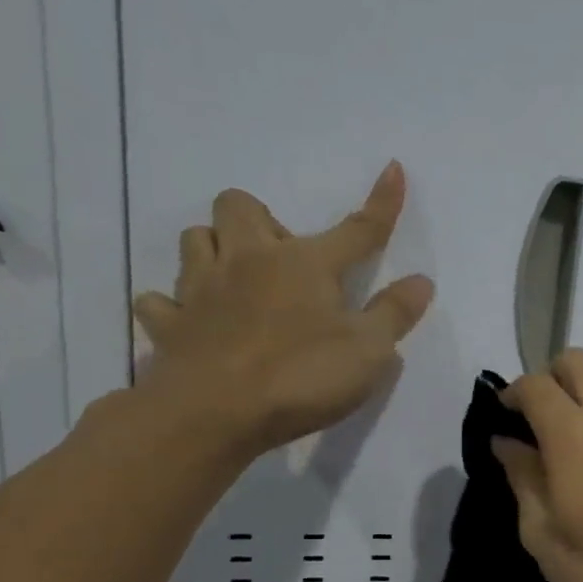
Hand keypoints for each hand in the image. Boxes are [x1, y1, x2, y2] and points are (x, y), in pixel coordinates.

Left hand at [132, 163, 433, 461]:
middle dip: (261, 220)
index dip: (381, 202)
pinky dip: (177, 307)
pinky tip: (196, 322)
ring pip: (195, 240)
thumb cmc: (302, 376)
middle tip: (285, 261)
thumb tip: (421, 281)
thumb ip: (394, 313)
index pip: (356, 229)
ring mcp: (200, 290)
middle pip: (240, 206)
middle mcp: (248, 261)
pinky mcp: (169, 325)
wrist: (213, 413)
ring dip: (216, 249)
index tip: (392, 168)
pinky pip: (162, 301)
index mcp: (305, 264)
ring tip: (239, 282)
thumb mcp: (369, 350)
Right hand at [493, 350, 582, 581]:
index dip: (512, 393)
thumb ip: (522, 477)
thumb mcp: (541, 533)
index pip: (536, 385)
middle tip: (535, 421)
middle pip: (578, 361)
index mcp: (574, 435)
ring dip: (582, 391)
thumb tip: (507, 441)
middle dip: (549, 378)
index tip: (502, 418)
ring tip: (568, 438)